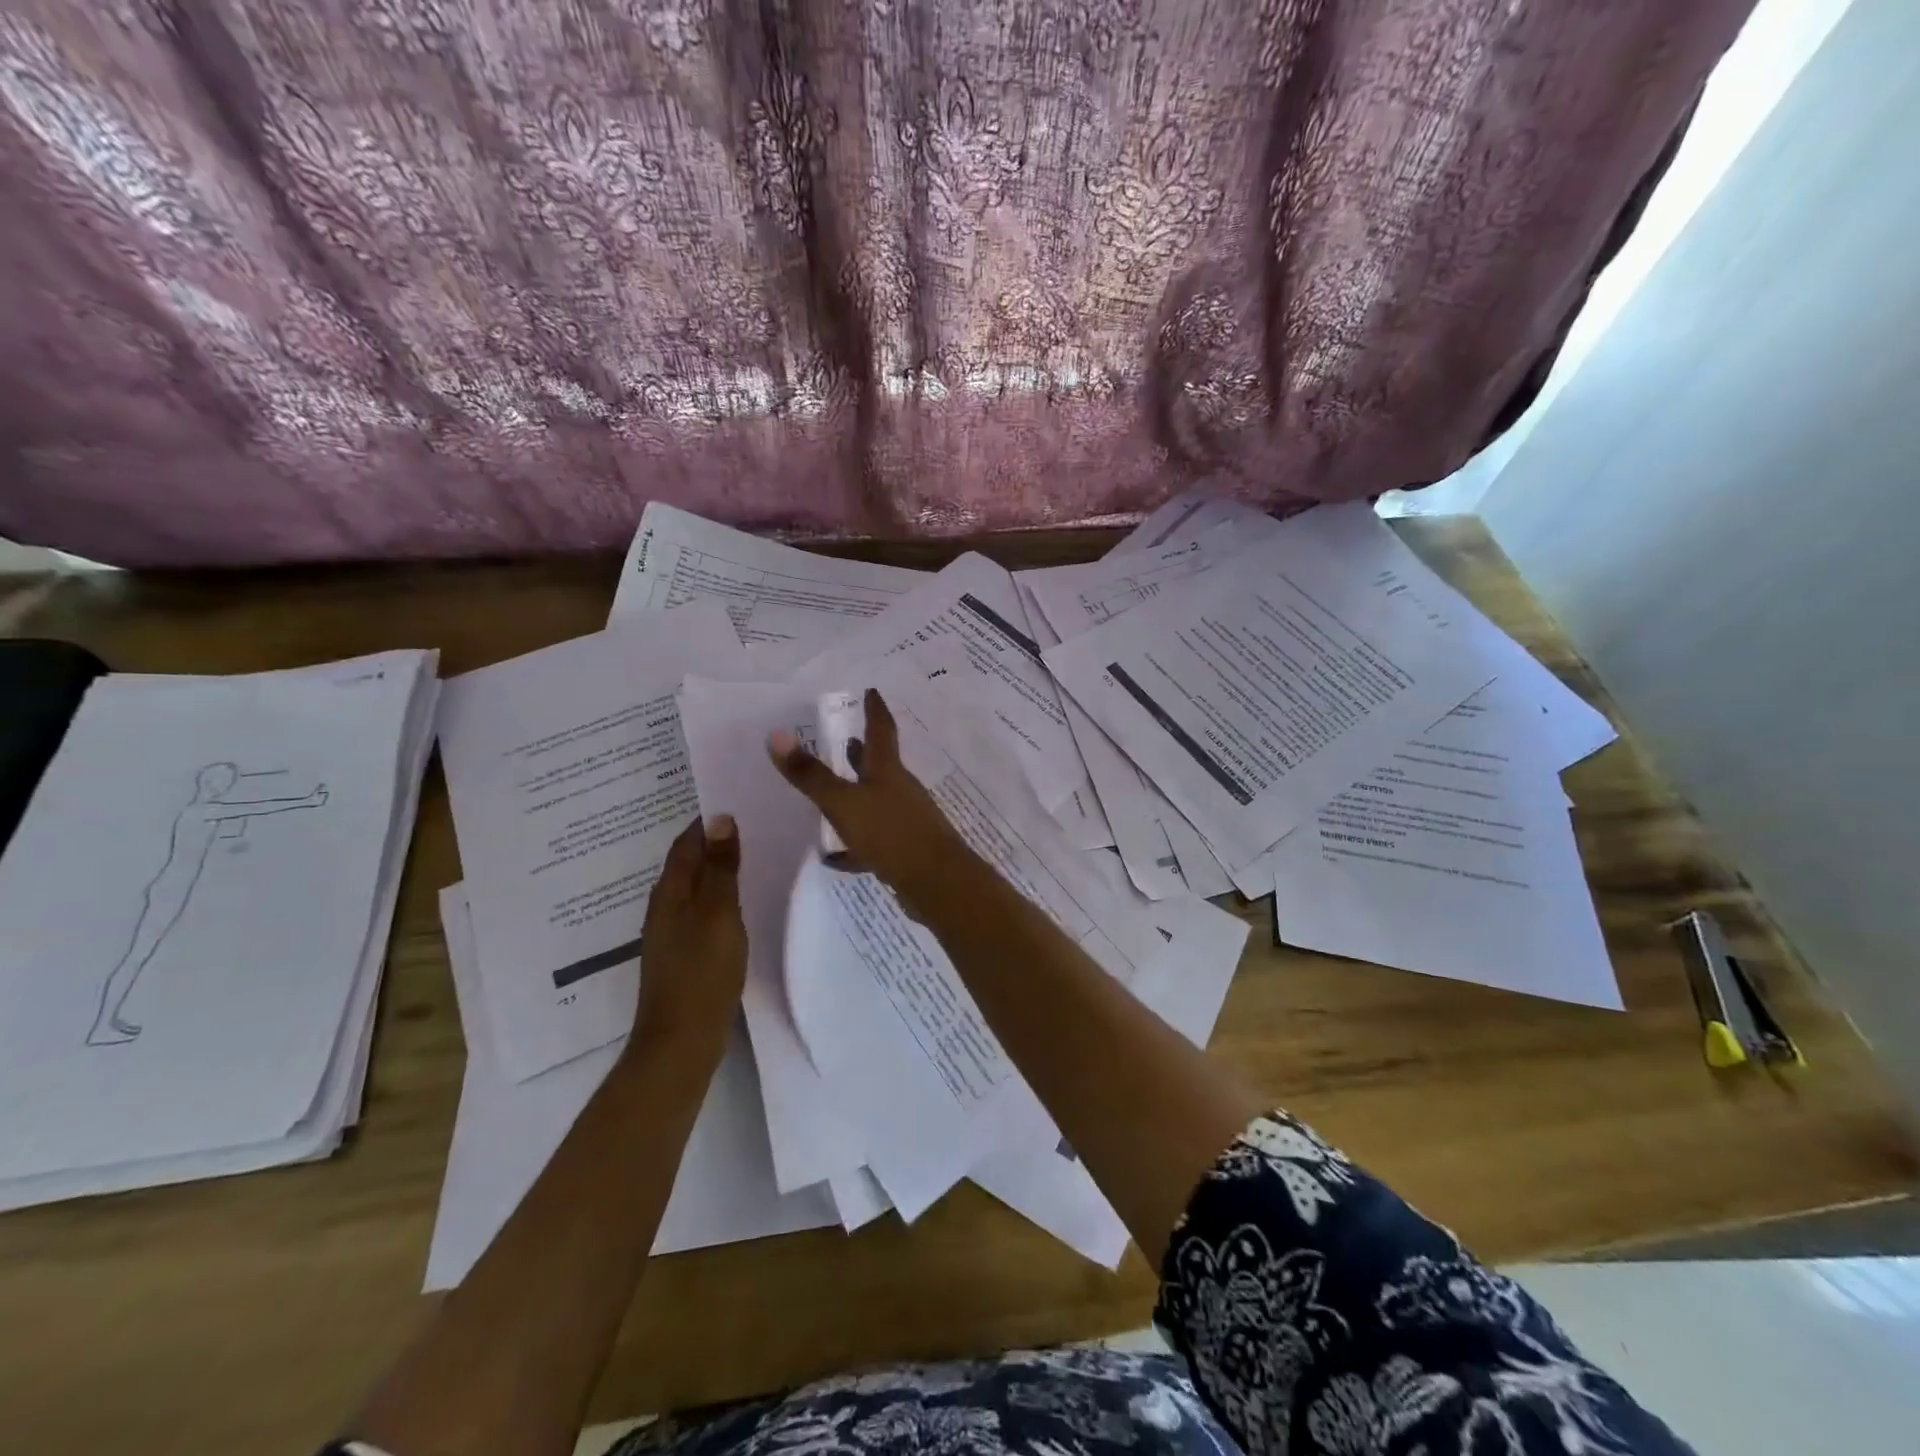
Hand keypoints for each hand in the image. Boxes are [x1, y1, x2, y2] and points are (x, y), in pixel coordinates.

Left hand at [630, 814, 745, 1059]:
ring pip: (695, 888)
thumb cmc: (702, 971)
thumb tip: (719, 818)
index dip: (709, 821)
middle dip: (714, 842)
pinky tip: (740, 902)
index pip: (687, 842)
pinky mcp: (684, 954)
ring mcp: (672, 933)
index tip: (739, 801)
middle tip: (752, 822)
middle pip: (689, 863)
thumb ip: (720, 868)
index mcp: (669, 892)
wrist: (681, 1040)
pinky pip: (702, 911)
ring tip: (750, 854)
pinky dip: (719, 897)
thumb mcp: (718, 913)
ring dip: (717, 869)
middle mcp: (665, 907)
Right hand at [767, 688, 969, 910]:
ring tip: (833, 793)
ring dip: (857, 794)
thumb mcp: (843, 803)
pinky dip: (855, 844)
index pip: (881, 730)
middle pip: (879, 765)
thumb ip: (811, 774)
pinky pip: (874, 840)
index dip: (874, 709)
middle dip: (862, 752)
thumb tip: (777, 734)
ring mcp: (905, 820)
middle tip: (845, 738)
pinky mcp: (904, 851)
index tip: (871, 691)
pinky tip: (835, 856)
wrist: (936, 883)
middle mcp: (899, 790)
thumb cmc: (891, 833)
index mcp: (887, 771)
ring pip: (876, 801)